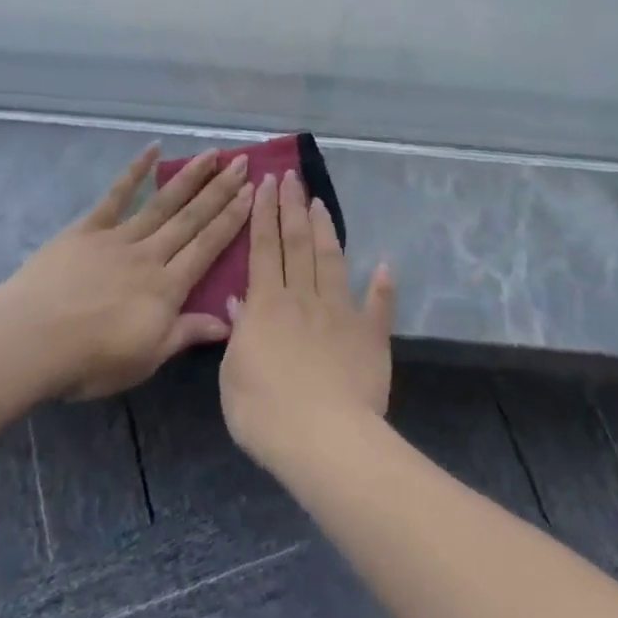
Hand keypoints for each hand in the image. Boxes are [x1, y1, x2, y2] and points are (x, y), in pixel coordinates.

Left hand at [0, 145, 253, 401]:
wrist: (33, 340)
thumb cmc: (90, 361)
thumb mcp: (146, 359)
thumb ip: (185, 334)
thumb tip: (228, 322)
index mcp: (167, 288)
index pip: (207, 247)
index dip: (232, 219)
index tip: (252, 192)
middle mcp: (150, 254)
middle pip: (191, 218)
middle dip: (220, 190)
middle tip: (242, 162)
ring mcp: (119, 237)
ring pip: (163, 202)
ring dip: (190, 176)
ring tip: (212, 154)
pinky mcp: (88, 228)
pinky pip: (116, 195)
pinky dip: (135, 170)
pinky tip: (153, 148)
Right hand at [219, 171, 395, 478]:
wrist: (324, 441)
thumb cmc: (266, 413)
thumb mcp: (232, 377)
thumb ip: (236, 336)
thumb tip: (239, 303)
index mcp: (266, 304)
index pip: (263, 248)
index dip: (263, 214)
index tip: (265, 183)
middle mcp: (302, 297)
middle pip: (296, 242)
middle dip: (291, 206)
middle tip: (289, 176)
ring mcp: (339, 313)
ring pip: (330, 260)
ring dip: (325, 229)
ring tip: (320, 202)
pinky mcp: (369, 335)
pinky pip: (377, 305)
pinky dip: (382, 285)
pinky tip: (385, 264)